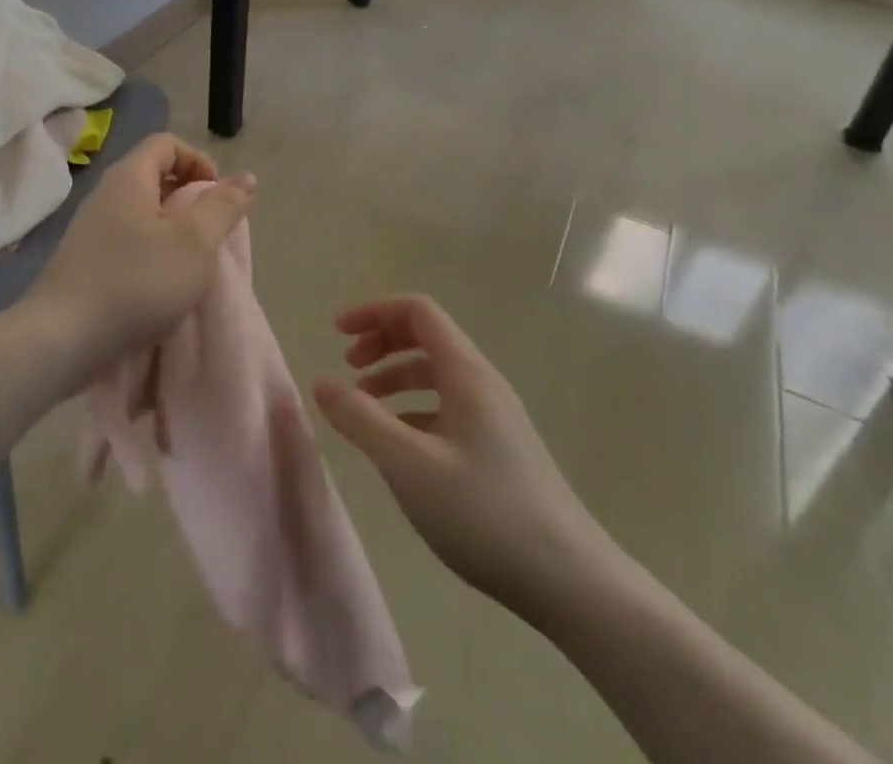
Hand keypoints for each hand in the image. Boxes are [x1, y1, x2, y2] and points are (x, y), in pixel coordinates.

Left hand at [26, 133, 254, 378]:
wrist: (61, 339)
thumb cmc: (137, 282)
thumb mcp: (195, 242)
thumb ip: (223, 206)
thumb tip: (245, 177)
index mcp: (129, 177)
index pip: (167, 143)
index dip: (198, 160)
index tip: (217, 197)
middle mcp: (106, 194)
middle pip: (153, 175)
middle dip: (188, 196)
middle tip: (209, 231)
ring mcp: (90, 228)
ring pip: (141, 211)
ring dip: (171, 228)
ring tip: (189, 261)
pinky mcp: (84, 261)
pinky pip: (126, 239)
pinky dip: (151, 250)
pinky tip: (159, 284)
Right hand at [313, 294, 612, 621]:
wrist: (572, 582)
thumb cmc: (485, 514)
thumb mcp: (409, 466)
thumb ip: (361, 420)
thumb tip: (321, 383)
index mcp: (466, 372)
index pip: (417, 311)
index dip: (374, 312)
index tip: (337, 333)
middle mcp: (483, 383)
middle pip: (426, 335)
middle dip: (382, 340)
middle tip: (348, 366)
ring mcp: (495, 416)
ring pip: (436, 373)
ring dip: (395, 375)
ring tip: (362, 404)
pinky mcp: (499, 448)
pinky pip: (447, 406)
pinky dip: (413, 407)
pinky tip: (398, 443)